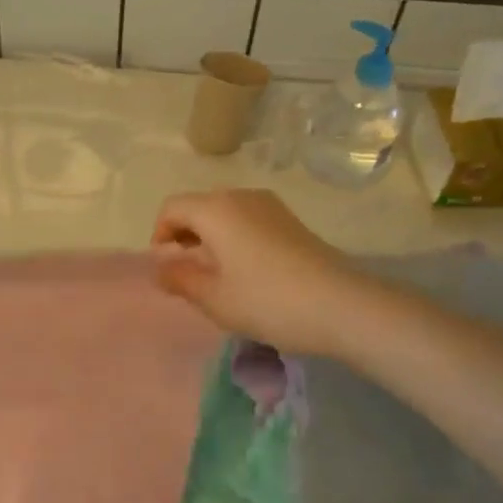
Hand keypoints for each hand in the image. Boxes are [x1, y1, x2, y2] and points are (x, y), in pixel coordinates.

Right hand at [150, 189, 352, 353]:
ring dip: (210, 237)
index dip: (159, 235)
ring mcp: (270, 206)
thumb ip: (179, 279)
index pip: (172, 208)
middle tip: (188, 273)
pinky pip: (248, 220)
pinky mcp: (291, 220)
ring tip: (217, 275)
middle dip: (185, 235)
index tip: (166, 267)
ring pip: (225, 213)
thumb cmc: (267, 301)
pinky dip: (235, 238)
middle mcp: (241, 197)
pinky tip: (247, 272)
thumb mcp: (213, 298)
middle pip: (199, 207)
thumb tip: (160, 268)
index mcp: (216, 209)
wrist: (343, 306)